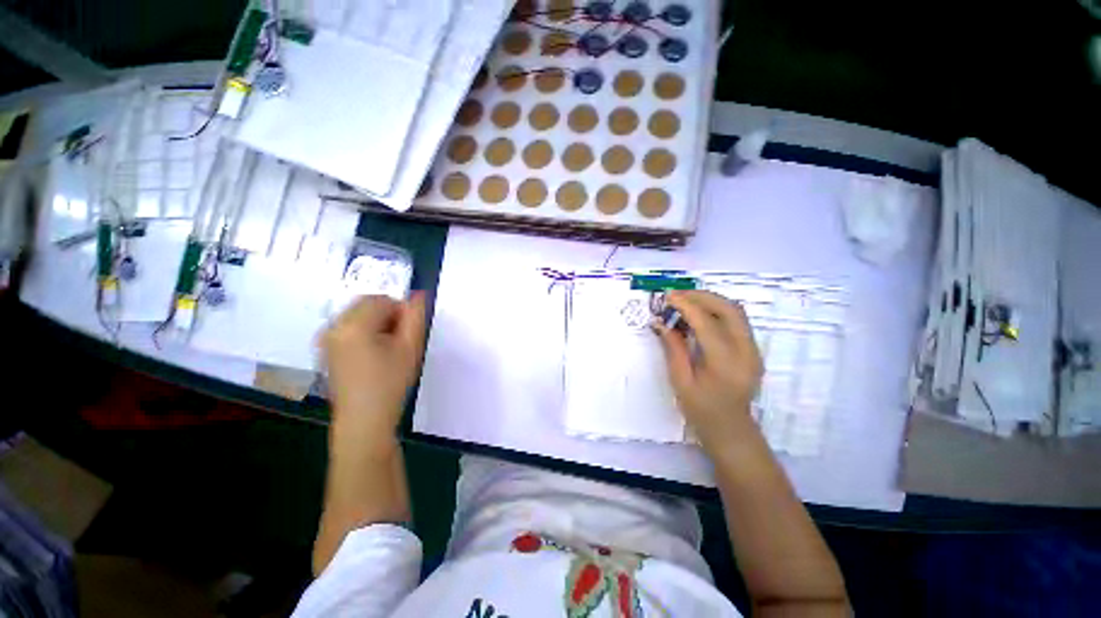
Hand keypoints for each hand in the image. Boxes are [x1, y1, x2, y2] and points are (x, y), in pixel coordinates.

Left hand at [321, 294, 426, 436]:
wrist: (364, 419)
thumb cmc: (390, 383)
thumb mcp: (410, 347)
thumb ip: (416, 316)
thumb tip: (419, 294)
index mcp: (354, 325)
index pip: (382, 299)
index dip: (401, 312)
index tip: (407, 334)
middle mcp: (333, 326)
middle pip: (367, 304)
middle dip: (387, 316)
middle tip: (398, 341)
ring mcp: (325, 338)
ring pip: (358, 315)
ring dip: (376, 323)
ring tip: (386, 349)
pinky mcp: (325, 349)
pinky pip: (348, 327)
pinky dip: (364, 332)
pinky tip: (372, 355)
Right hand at [655, 290, 763, 450]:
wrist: (731, 430)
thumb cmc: (701, 411)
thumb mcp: (680, 381)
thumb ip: (673, 348)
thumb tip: (661, 322)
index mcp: (726, 365)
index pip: (707, 324)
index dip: (687, 305)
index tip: (668, 296)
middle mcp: (746, 353)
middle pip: (729, 309)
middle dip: (701, 296)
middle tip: (676, 295)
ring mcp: (753, 350)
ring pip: (735, 311)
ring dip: (710, 301)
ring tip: (685, 300)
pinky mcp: (752, 349)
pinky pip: (736, 320)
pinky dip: (716, 310)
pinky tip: (698, 314)